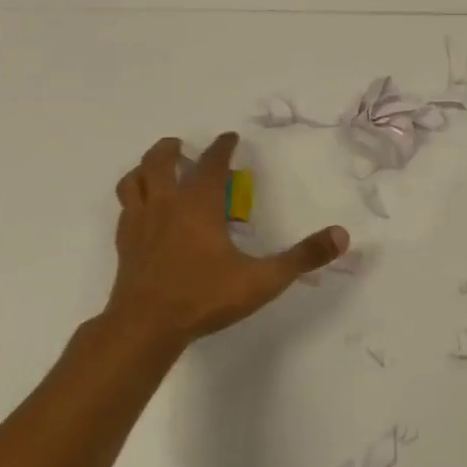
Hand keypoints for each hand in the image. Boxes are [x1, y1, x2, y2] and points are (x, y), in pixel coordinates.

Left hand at [100, 133, 349, 356]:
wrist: (145, 327)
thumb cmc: (204, 297)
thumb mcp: (263, 279)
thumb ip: (303, 257)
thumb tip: (342, 235)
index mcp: (199, 204)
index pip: (210, 163)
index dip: (222, 147)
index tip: (230, 138)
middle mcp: (166, 205)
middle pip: (160, 161)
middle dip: (172, 149)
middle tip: (183, 147)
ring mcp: (140, 224)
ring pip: (134, 180)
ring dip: (145, 168)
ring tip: (156, 170)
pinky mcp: (125, 245)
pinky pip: (126, 208)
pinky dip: (135, 199)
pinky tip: (144, 212)